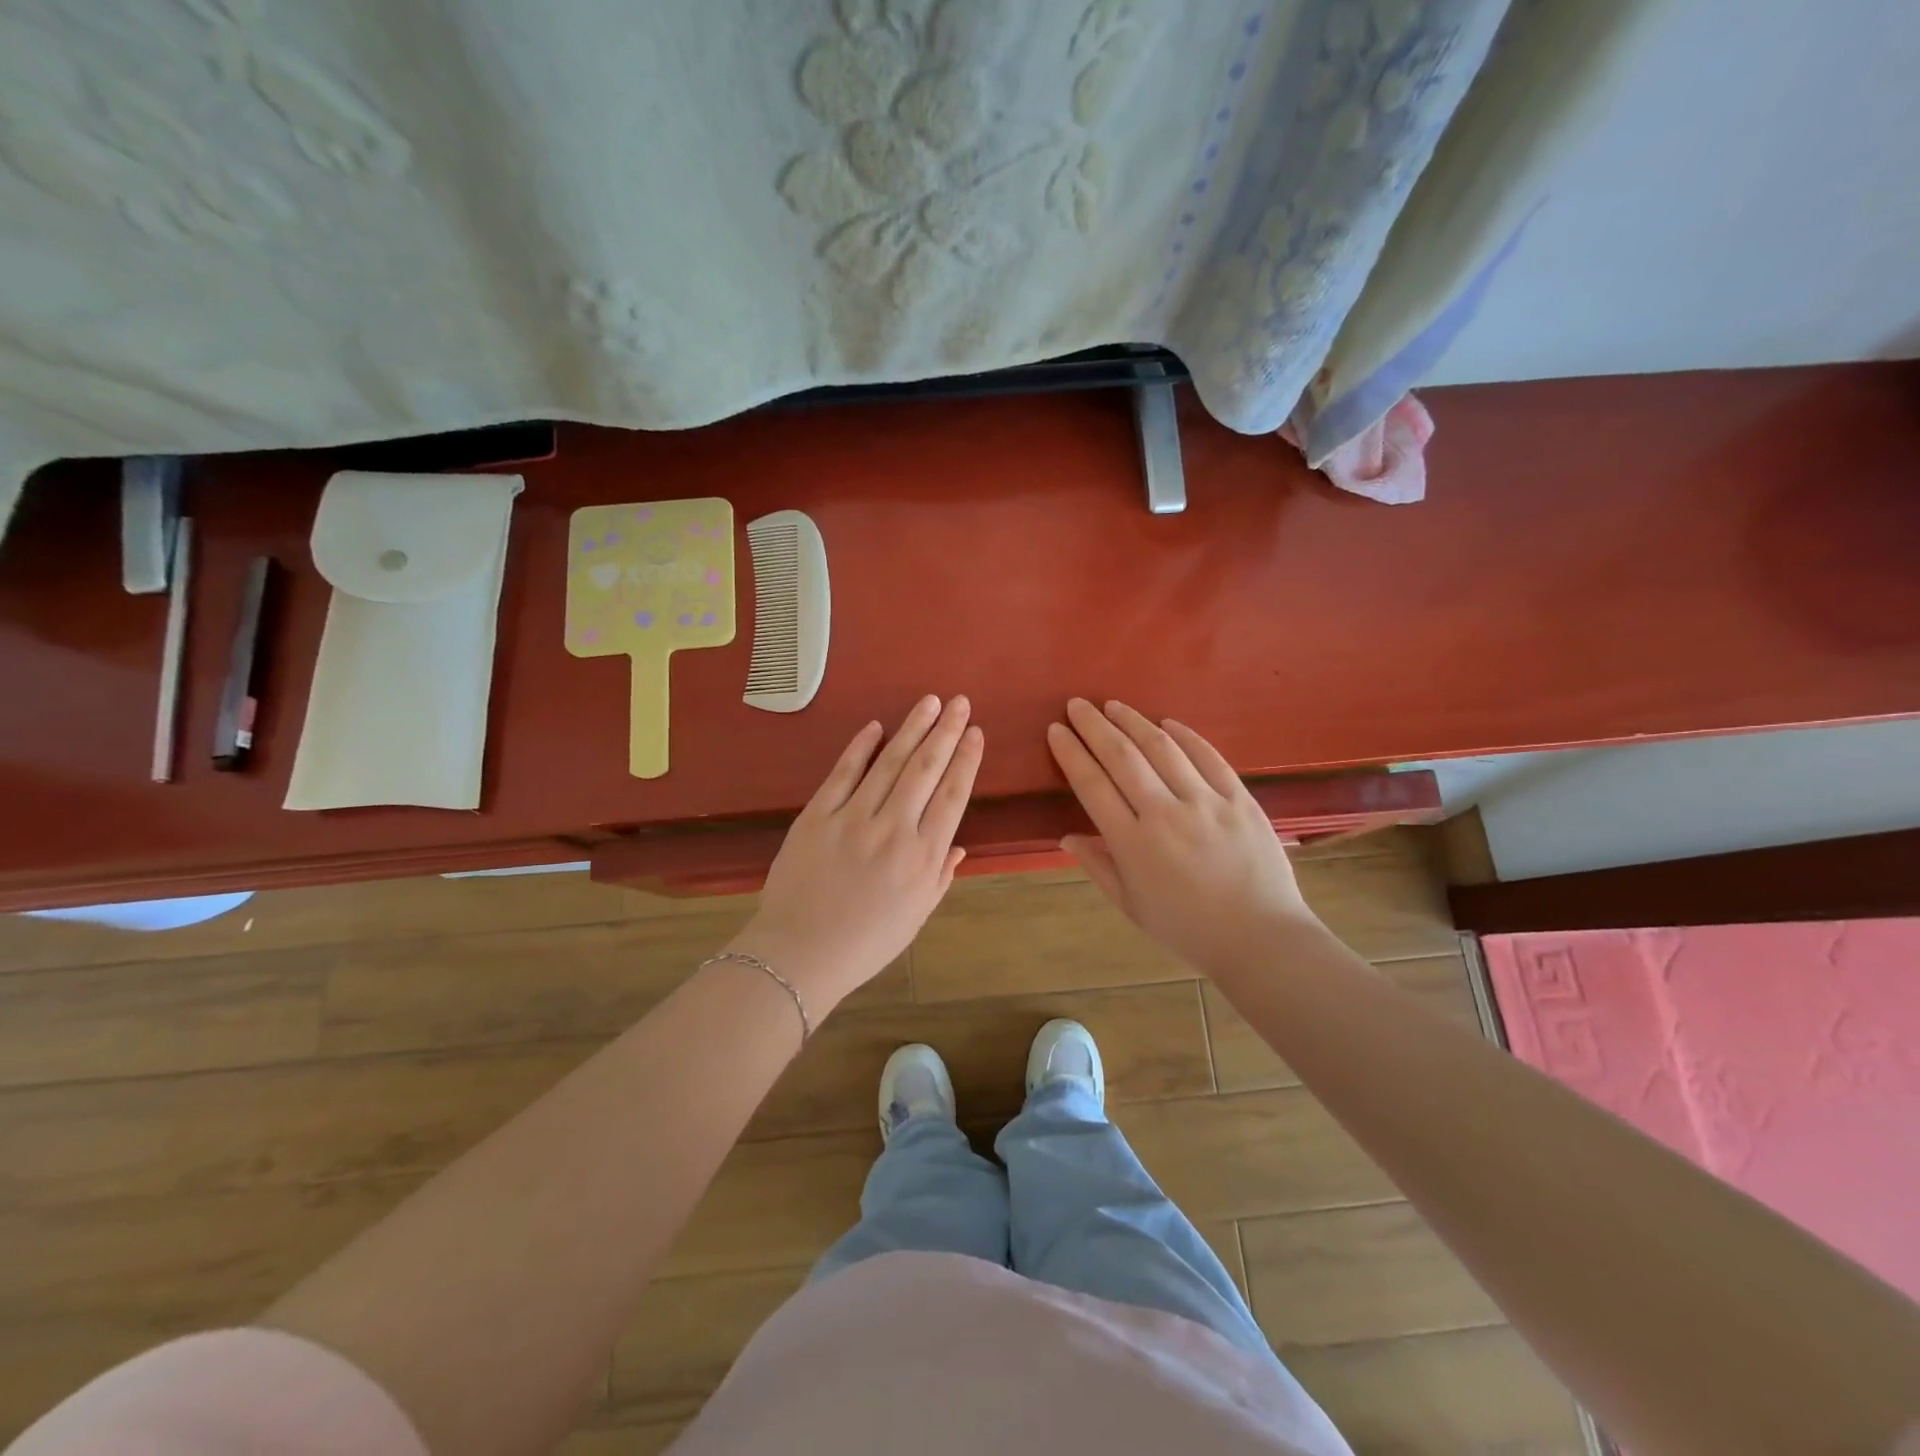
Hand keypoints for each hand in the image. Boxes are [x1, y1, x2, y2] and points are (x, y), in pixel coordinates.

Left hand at [728, 695, 982, 1015]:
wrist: (800, 954)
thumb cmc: (865, 943)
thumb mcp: (916, 917)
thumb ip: (940, 876)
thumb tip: (960, 846)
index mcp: (922, 857)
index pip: (952, 796)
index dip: (966, 760)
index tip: (976, 733)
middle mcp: (893, 829)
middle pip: (925, 769)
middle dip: (946, 732)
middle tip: (960, 703)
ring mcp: (852, 818)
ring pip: (889, 763)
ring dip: (912, 729)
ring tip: (929, 702)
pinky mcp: (817, 815)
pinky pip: (843, 773)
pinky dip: (860, 747)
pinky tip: (876, 726)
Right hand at [1046, 698, 1318, 977]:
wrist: (1261, 940)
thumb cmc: (1188, 930)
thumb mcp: (1132, 907)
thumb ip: (1098, 868)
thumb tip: (1066, 838)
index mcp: (1133, 844)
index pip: (1092, 785)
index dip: (1071, 753)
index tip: (1056, 730)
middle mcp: (1165, 814)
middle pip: (1122, 757)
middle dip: (1095, 726)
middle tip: (1077, 704)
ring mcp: (1206, 803)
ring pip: (1163, 748)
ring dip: (1133, 721)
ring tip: (1113, 705)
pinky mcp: (1240, 799)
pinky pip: (1209, 757)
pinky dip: (1186, 735)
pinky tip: (1167, 722)